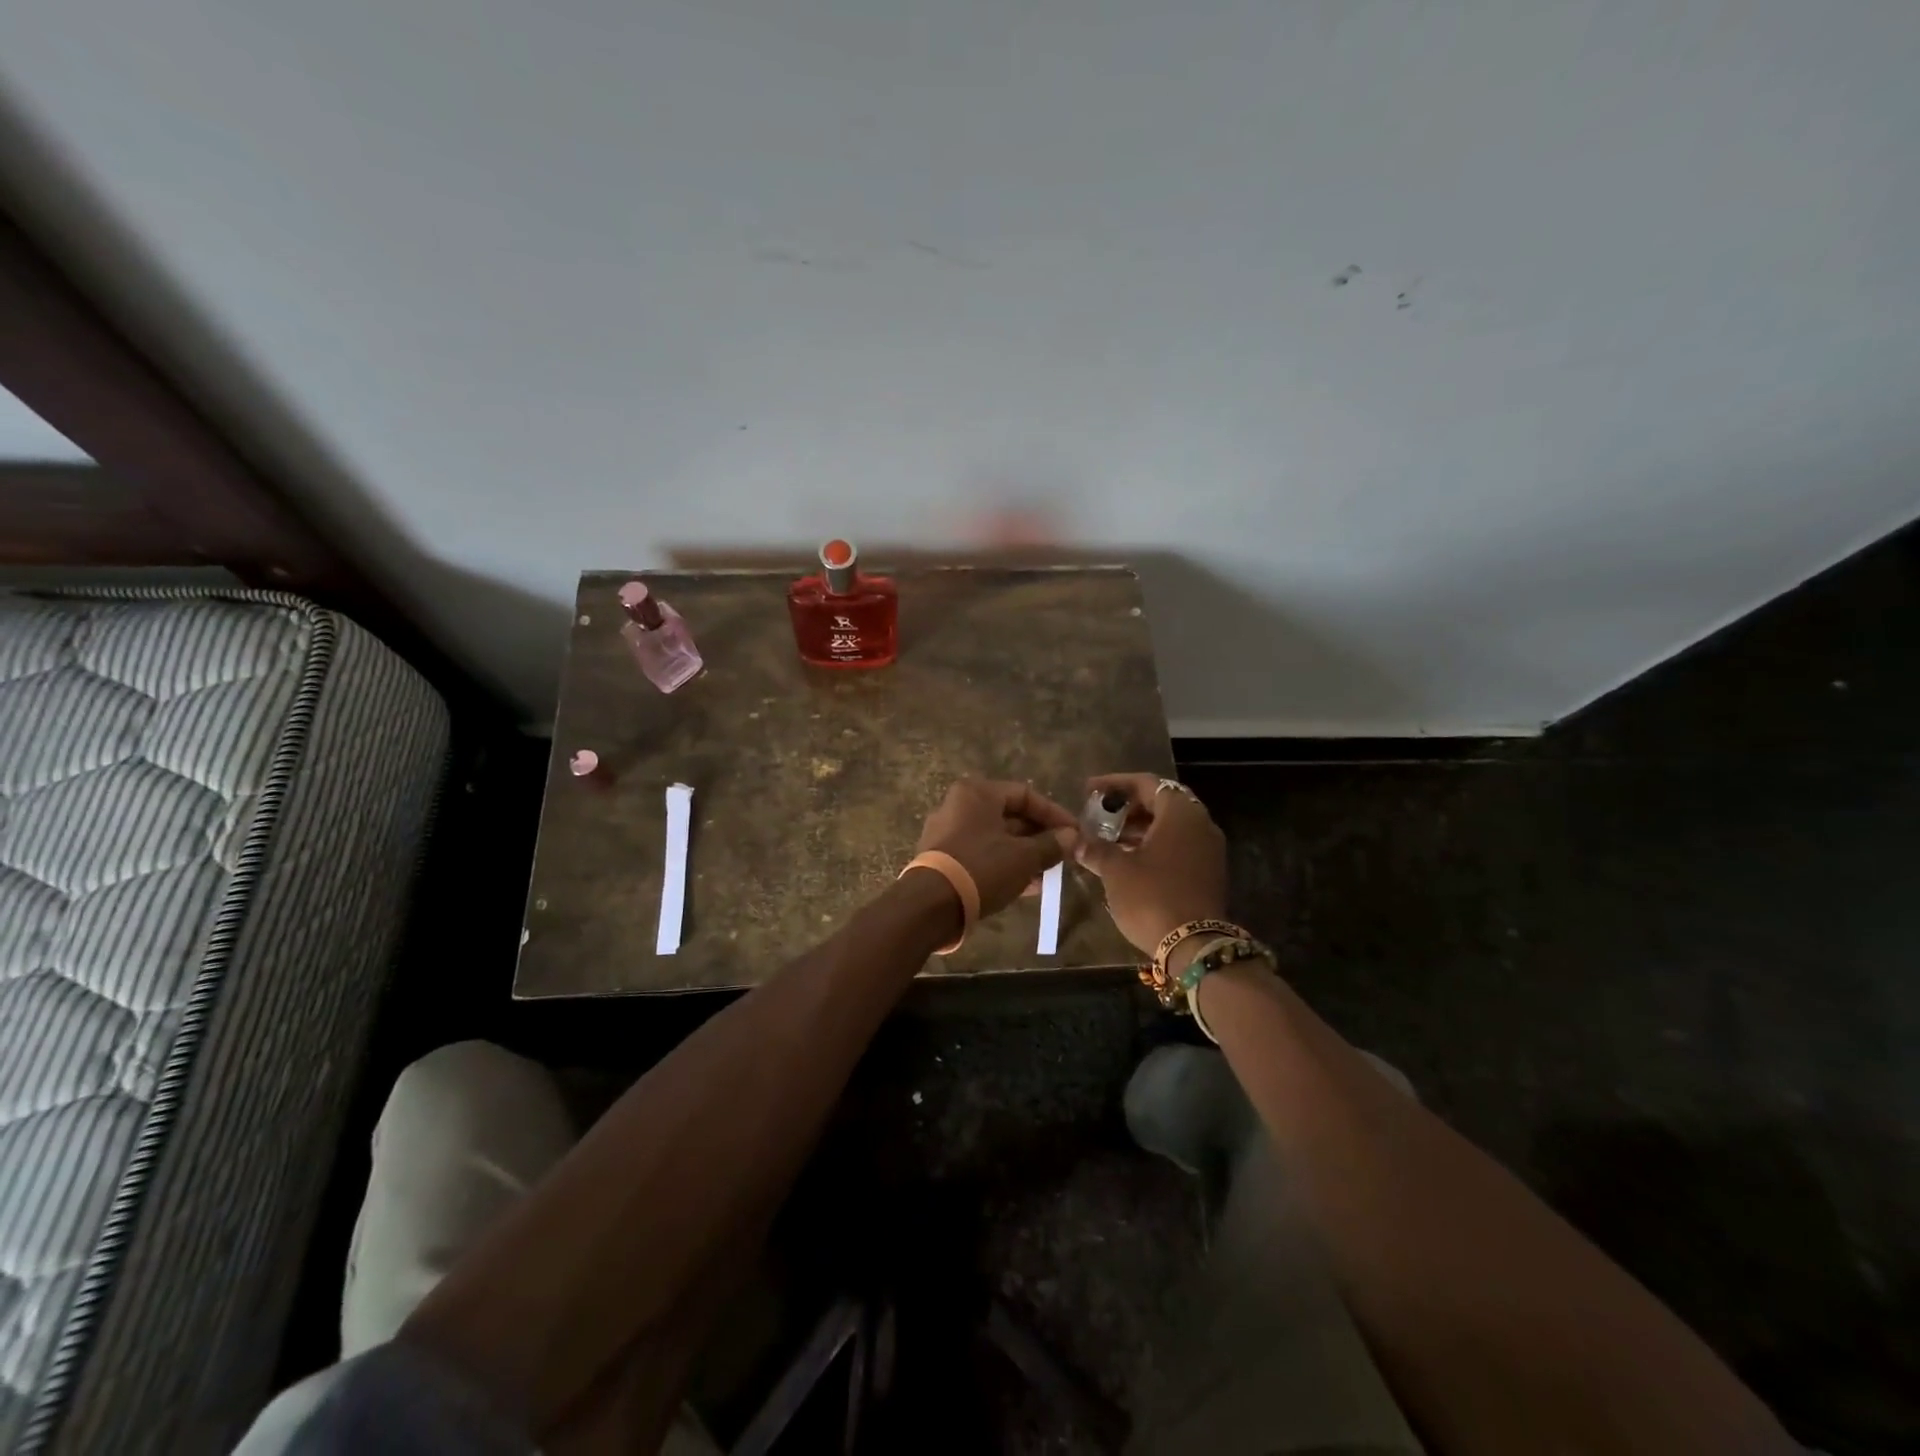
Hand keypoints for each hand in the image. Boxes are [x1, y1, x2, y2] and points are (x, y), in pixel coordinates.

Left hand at [915, 779, 1078, 917]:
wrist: (930, 905)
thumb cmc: (982, 868)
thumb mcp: (1024, 857)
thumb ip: (1051, 844)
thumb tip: (1071, 837)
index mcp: (977, 793)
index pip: (1025, 794)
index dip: (1054, 814)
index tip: (1075, 833)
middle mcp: (959, 806)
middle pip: (1010, 816)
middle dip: (1039, 837)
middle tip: (1063, 855)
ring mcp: (948, 832)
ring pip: (997, 838)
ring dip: (1025, 854)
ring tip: (1050, 875)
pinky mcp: (943, 858)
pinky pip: (982, 855)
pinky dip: (1005, 865)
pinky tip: (1028, 886)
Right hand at [1076, 774, 1228, 954]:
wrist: (1194, 946)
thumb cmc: (1152, 896)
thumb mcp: (1116, 870)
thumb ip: (1095, 849)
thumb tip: (1075, 841)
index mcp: (1180, 813)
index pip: (1146, 783)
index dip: (1114, 783)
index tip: (1089, 790)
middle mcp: (1200, 824)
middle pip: (1161, 802)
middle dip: (1128, 806)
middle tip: (1099, 814)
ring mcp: (1209, 850)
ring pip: (1170, 826)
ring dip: (1139, 828)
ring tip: (1108, 838)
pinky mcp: (1209, 872)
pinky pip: (1178, 845)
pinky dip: (1154, 845)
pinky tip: (1128, 859)